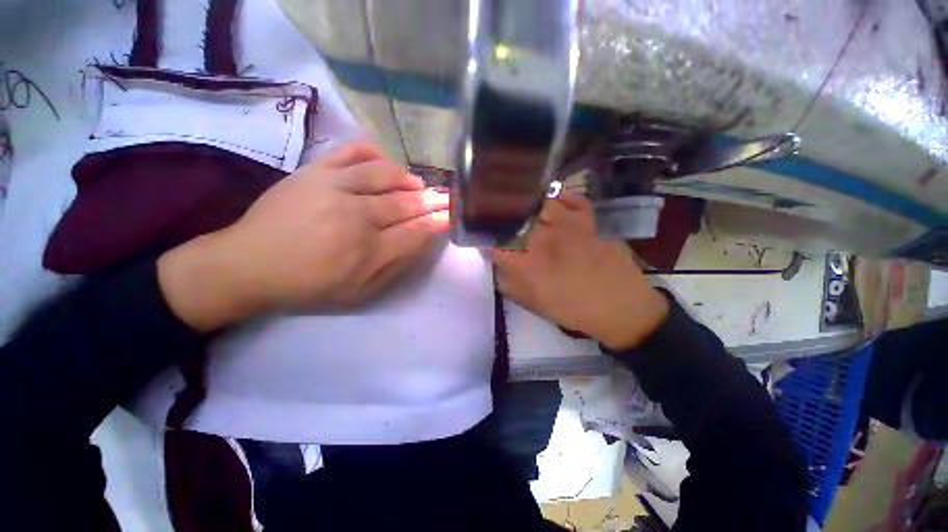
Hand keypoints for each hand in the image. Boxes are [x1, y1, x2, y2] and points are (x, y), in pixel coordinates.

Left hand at [158, 141, 448, 330]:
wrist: (251, 263)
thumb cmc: (310, 284)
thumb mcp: (361, 290)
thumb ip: (396, 265)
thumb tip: (422, 239)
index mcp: (368, 251)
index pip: (416, 231)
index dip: (438, 221)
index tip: (452, 215)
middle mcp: (356, 216)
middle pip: (406, 203)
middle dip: (433, 200)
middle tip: (447, 198)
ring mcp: (334, 187)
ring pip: (386, 175)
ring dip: (410, 180)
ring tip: (419, 185)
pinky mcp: (315, 170)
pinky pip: (354, 151)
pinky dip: (376, 154)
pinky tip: (386, 164)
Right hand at [487, 194, 668, 350]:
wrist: (618, 305)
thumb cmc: (570, 308)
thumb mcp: (530, 302)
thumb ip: (507, 280)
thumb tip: (497, 260)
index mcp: (525, 260)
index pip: (493, 240)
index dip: (484, 237)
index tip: (485, 240)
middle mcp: (542, 236)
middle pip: (513, 214)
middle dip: (502, 217)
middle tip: (502, 223)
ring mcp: (566, 223)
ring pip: (538, 202)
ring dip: (527, 206)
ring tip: (526, 214)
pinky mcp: (587, 219)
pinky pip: (570, 198)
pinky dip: (560, 198)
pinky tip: (555, 205)